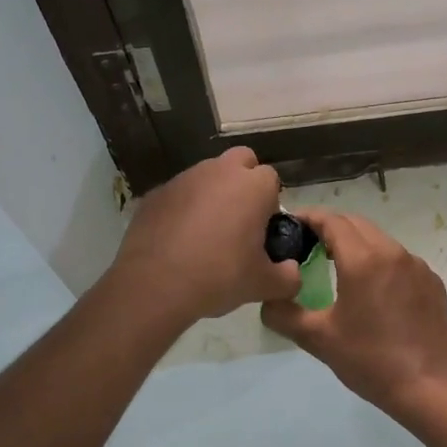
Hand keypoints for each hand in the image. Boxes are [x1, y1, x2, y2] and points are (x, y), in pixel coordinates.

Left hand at [111, 148, 300, 322]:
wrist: (154, 285)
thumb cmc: (219, 277)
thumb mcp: (263, 285)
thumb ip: (287, 277)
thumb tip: (292, 272)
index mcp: (252, 186)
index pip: (271, 179)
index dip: (270, 203)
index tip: (262, 230)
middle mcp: (219, 172)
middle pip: (241, 161)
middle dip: (244, 182)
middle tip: (239, 221)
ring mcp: (184, 178)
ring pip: (207, 175)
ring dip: (212, 194)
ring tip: (206, 234)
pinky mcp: (155, 193)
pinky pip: (179, 194)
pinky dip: (183, 208)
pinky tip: (178, 240)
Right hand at [261, 209, 446, 415]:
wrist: (428, 388)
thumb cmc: (369, 360)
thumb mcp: (318, 339)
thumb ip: (284, 314)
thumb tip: (268, 300)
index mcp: (363, 259)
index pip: (332, 221)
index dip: (309, 218)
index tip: (291, 224)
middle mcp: (392, 252)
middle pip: (356, 224)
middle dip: (331, 227)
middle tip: (309, 244)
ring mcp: (417, 266)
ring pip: (380, 240)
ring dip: (356, 244)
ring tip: (337, 265)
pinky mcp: (431, 282)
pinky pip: (399, 260)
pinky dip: (380, 262)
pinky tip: (372, 289)